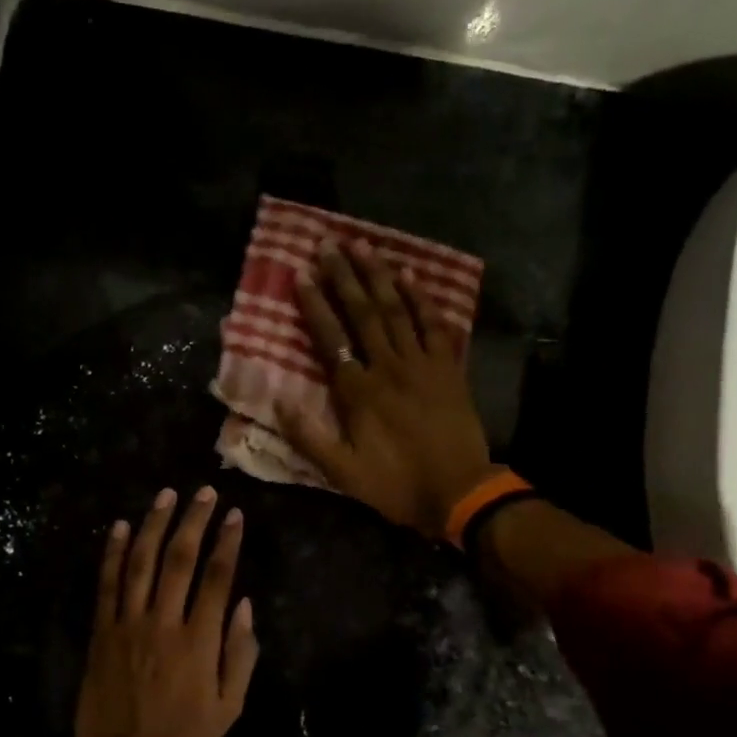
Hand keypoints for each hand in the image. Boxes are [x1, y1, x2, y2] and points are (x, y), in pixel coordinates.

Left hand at [74, 485, 258, 736]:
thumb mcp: (229, 708)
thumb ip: (240, 654)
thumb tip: (244, 604)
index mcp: (199, 644)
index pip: (217, 578)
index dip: (227, 542)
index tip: (235, 515)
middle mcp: (163, 625)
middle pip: (180, 560)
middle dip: (194, 521)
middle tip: (204, 492)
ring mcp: (127, 626)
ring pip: (140, 563)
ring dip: (154, 525)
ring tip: (166, 495)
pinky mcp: (100, 634)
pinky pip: (106, 585)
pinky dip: (112, 554)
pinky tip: (118, 527)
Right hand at [277, 239, 495, 537]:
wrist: (458, 492)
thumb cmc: (395, 484)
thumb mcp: (342, 472)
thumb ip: (309, 437)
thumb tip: (278, 402)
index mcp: (358, 392)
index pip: (331, 339)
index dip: (315, 306)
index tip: (301, 276)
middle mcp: (388, 367)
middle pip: (363, 313)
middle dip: (345, 276)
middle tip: (329, 243)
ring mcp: (422, 364)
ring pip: (397, 310)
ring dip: (379, 276)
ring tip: (364, 245)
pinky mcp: (448, 369)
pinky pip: (435, 325)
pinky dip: (423, 299)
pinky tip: (411, 276)